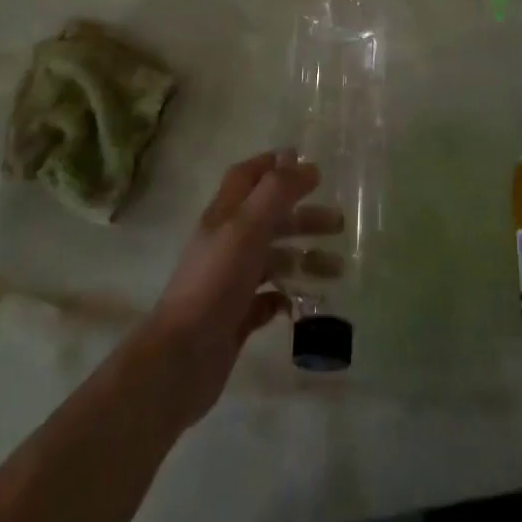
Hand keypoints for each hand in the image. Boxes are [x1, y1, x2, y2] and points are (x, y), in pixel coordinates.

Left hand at [138, 151, 343, 425]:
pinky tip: (308, 302)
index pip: (246, 177)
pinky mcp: (236, 316)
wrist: (182, 358)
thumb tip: (307, 165)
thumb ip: (276, 192)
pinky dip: (290, 295)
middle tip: (339, 223)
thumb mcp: (247, 227)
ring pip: (274, 259)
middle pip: (268, 218)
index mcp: (224, 216)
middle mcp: (227, 243)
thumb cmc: (215, 282)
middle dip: (303, 216)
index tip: (307, 164)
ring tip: (338, 269)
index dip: (273, 165)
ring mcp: (231, 281)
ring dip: (305, 258)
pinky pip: (269, 298)